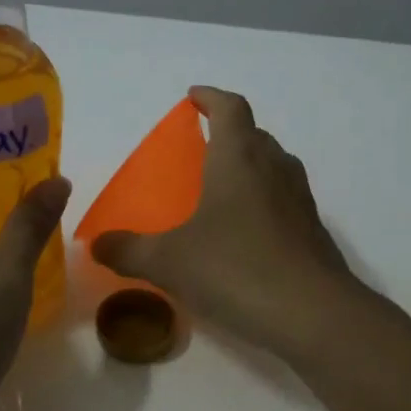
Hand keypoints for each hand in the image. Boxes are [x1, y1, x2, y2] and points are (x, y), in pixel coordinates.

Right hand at [90, 87, 362, 357]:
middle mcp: (275, 168)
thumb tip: (96, 245)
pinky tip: (246, 235)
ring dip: (251, 167)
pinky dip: (265, 203)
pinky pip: (285, 201)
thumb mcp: (169, 262)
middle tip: (202, 151)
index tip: (194, 98)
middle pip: (254, 135)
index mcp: (239, 158)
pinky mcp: (313, 232)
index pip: (230, 108)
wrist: (313, 313)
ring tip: (222, 191)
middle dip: (229, 134)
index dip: (211, 97)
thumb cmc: (235, 269)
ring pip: (274, 167)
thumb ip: (129, 251)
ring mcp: (300, 200)